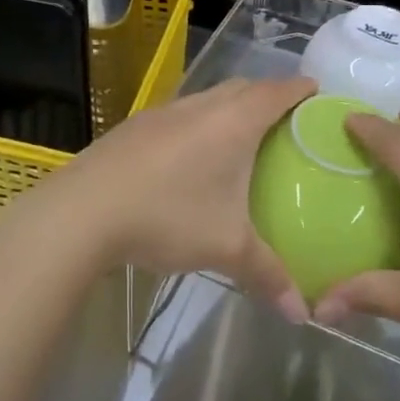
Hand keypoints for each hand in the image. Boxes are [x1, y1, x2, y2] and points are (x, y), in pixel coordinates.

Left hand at [27, 77, 316, 323]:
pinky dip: (198, 123)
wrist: (84, 209)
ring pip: (208, 98)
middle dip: (266, 95)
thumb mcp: (226, 248)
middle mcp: (201, 106)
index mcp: (232, 122)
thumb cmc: (168, 215)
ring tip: (240, 137)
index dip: (299, 89)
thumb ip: (268, 275)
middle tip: (285, 119)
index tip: (316, 91)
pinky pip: (180, 114)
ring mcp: (164, 112)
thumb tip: (302, 313)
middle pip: (242, 87)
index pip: (276, 92)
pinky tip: (190, 157)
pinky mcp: (136, 125)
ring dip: (228, 107)